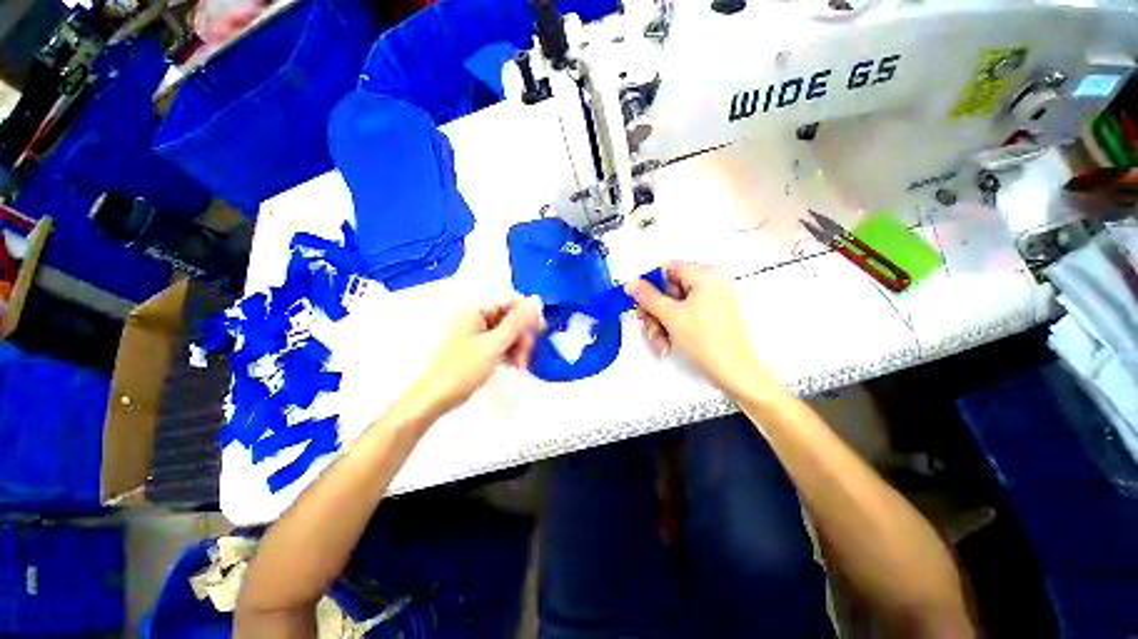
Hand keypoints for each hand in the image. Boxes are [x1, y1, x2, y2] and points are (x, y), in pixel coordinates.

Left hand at [402, 296, 543, 418]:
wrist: (437, 397)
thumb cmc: (463, 369)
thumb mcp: (494, 345)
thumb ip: (516, 322)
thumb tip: (536, 300)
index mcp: (477, 310)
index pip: (510, 300)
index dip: (527, 313)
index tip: (539, 330)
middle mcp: (479, 317)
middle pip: (512, 317)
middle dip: (522, 336)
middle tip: (525, 356)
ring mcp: (480, 332)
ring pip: (510, 332)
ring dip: (519, 346)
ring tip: (519, 365)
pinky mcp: (481, 346)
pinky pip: (503, 342)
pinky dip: (511, 352)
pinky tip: (514, 365)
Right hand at [627, 261, 776, 396]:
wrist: (734, 372)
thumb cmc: (708, 341)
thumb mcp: (671, 316)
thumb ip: (647, 297)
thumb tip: (632, 284)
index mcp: (705, 275)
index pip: (666, 268)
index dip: (649, 284)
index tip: (639, 300)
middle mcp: (710, 283)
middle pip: (668, 289)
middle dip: (654, 310)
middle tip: (648, 324)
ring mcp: (711, 300)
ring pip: (673, 304)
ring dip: (660, 322)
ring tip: (660, 340)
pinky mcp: (710, 315)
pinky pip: (683, 314)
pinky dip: (672, 327)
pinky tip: (668, 342)